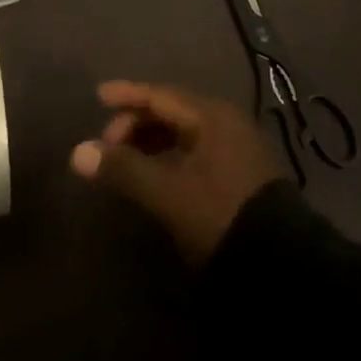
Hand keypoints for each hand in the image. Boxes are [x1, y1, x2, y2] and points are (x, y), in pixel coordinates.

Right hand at [69, 81, 283, 263]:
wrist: (282, 265)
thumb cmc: (220, 215)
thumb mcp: (168, 193)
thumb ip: (124, 169)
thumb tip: (78, 152)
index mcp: (211, 115)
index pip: (161, 95)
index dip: (128, 95)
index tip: (98, 96)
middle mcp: (226, 122)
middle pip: (173, 112)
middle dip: (137, 123)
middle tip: (108, 144)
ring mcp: (237, 147)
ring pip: (185, 133)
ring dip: (153, 142)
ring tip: (126, 162)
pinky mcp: (242, 173)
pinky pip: (196, 150)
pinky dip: (171, 156)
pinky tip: (157, 176)